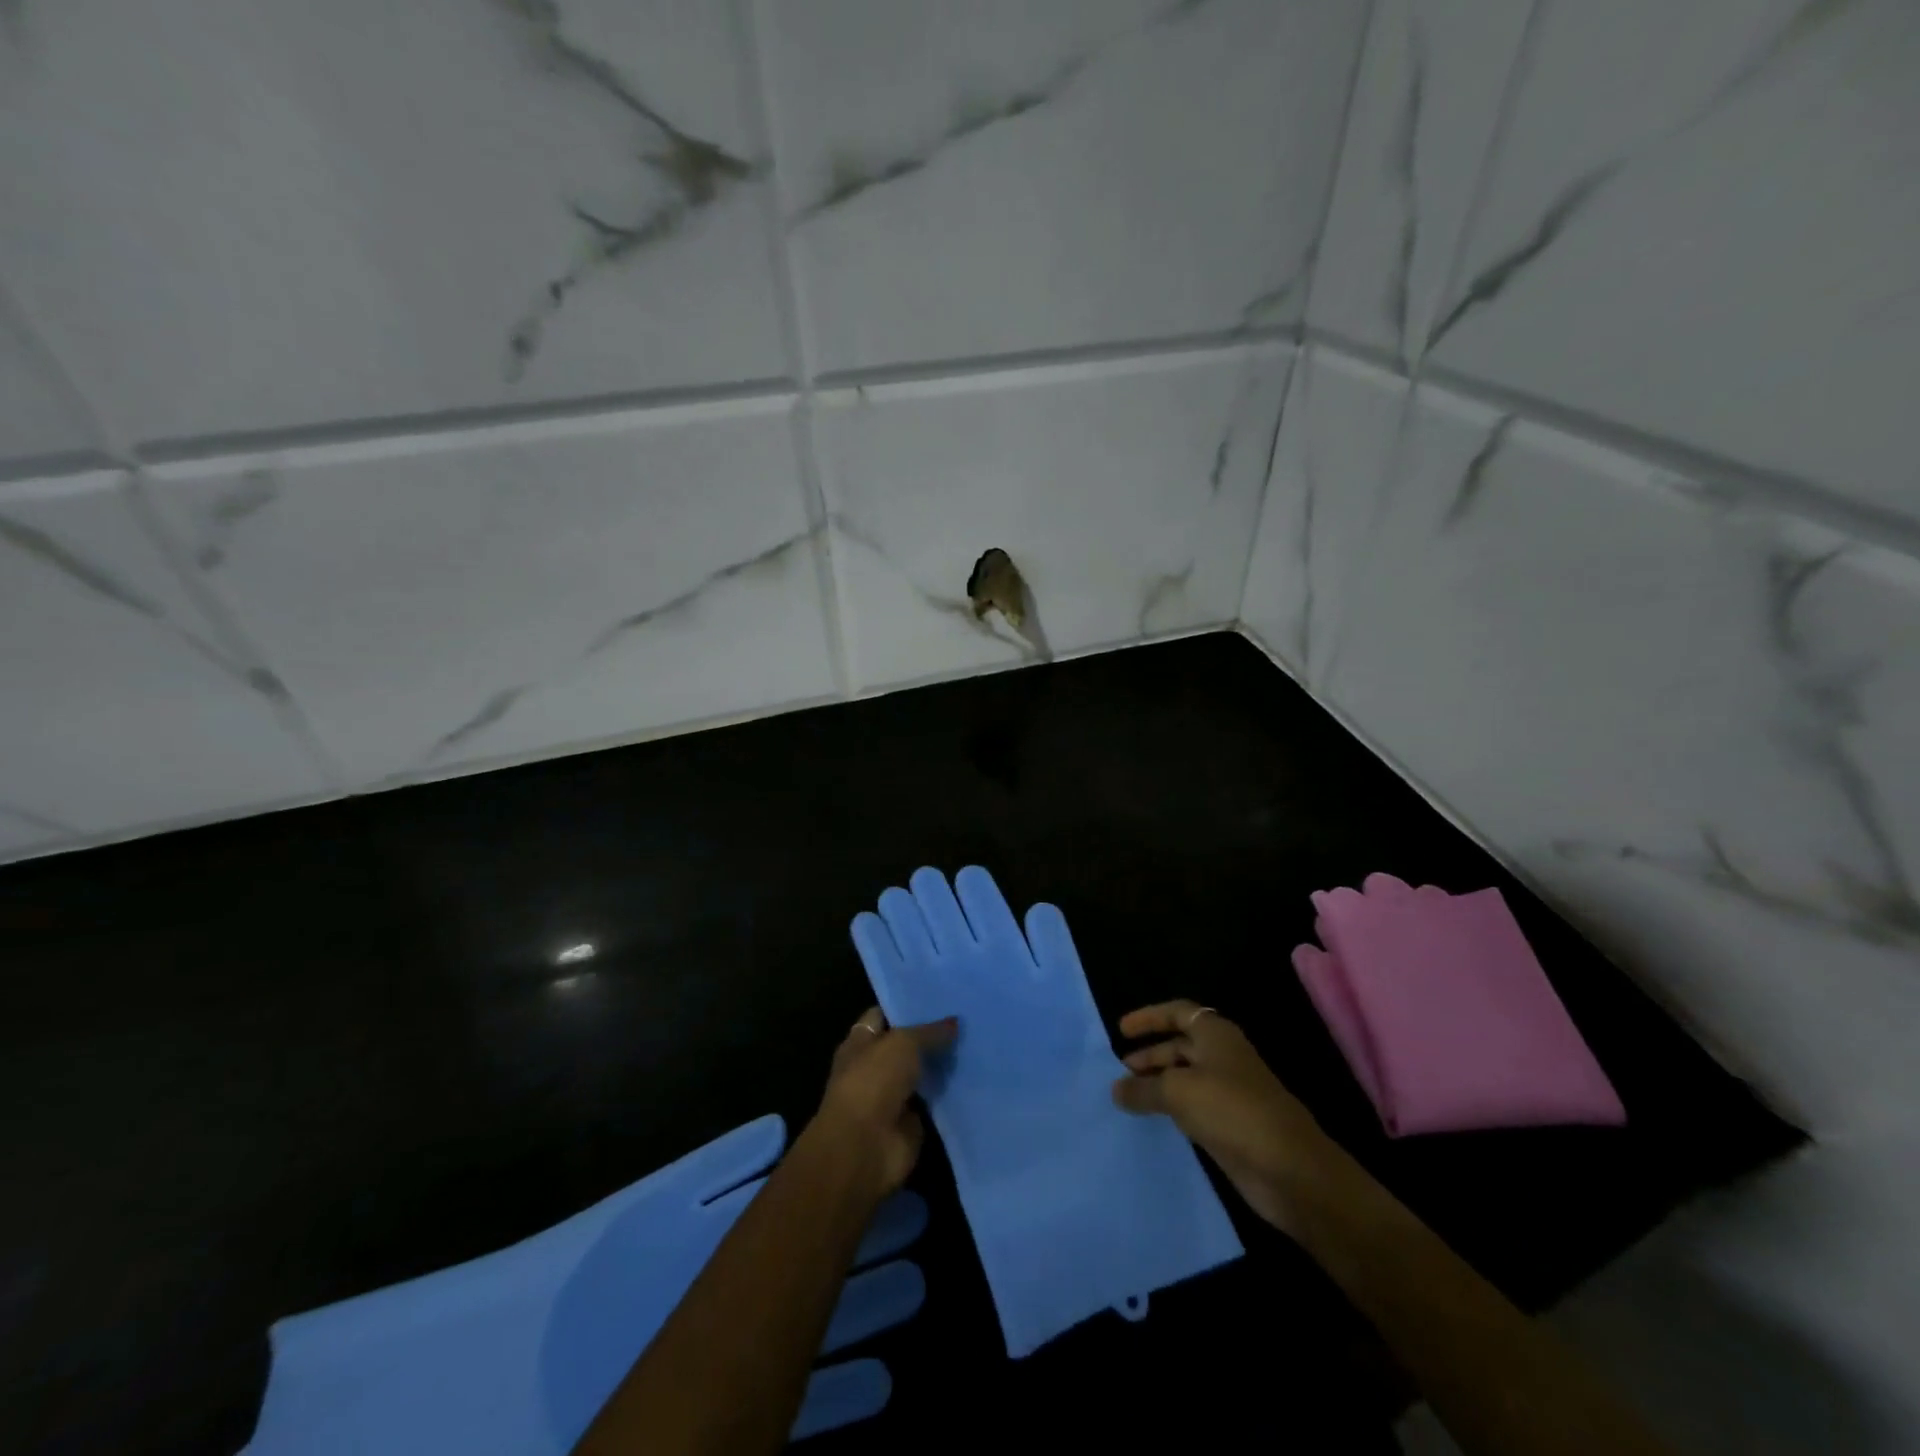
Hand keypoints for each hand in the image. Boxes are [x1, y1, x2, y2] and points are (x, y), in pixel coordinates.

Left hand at [815, 1008, 957, 1197]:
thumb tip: (955, 1022)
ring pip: (922, 1074)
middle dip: (931, 1036)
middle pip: (906, 1046)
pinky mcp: (910, 1123)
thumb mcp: (903, 1043)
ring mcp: (892, 1096)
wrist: (866, 1147)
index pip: (883, 1016)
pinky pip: (934, 1103)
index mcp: (860, 1043)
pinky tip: (975, 1078)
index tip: (938, 998)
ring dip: (943, 1066)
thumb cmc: (873, 1081)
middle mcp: (874, 1067)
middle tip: (966, 1021)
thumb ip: (929, 1032)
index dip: (906, 1006)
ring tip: (977, 1044)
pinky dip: (949, 1096)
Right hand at [1111, 1000, 1337, 1235]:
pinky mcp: (1231, 1125)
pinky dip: (1172, 1109)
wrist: (1290, 1169)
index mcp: (1215, 1035)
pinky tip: (1153, 1120)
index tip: (1121, 1031)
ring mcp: (1229, 1092)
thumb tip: (1116, 1090)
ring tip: (1128, 1096)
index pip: (1178, 1012)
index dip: (1149, 1018)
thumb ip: (1143, 1088)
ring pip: (1186, 1079)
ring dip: (1158, 1084)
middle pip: (1180, 1046)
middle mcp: (1223, 1057)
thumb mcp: (1178, 1092)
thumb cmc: (1232, 1110)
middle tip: (1121, 1071)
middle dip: (1150, 1054)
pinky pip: (1194, 1108)